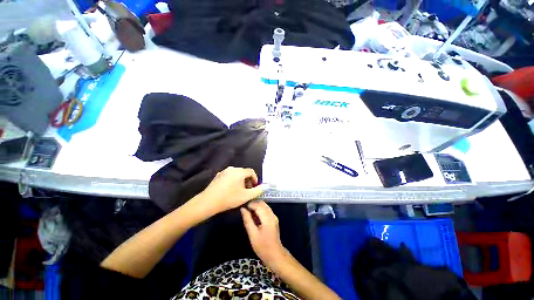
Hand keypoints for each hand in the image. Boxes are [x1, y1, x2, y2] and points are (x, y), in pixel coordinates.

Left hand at [200, 167, 262, 214]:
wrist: (208, 201)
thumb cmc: (229, 198)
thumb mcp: (246, 196)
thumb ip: (257, 191)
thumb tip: (263, 186)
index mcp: (239, 171)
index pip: (251, 171)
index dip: (255, 179)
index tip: (254, 187)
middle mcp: (232, 169)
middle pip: (243, 172)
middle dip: (248, 181)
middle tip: (248, 190)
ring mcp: (224, 171)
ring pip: (236, 174)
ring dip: (240, 181)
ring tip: (239, 191)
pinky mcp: (218, 175)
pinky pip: (229, 176)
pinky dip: (233, 181)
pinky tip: (230, 190)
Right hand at [241, 201, 286, 267]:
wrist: (275, 255)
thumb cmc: (263, 246)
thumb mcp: (253, 235)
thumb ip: (248, 220)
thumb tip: (242, 209)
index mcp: (267, 218)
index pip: (259, 205)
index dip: (250, 204)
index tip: (243, 206)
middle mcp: (272, 215)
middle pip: (263, 203)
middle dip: (253, 204)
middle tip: (245, 208)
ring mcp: (274, 217)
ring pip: (265, 206)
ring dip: (257, 206)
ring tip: (248, 211)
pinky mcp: (274, 219)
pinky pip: (266, 210)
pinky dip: (260, 209)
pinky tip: (254, 215)